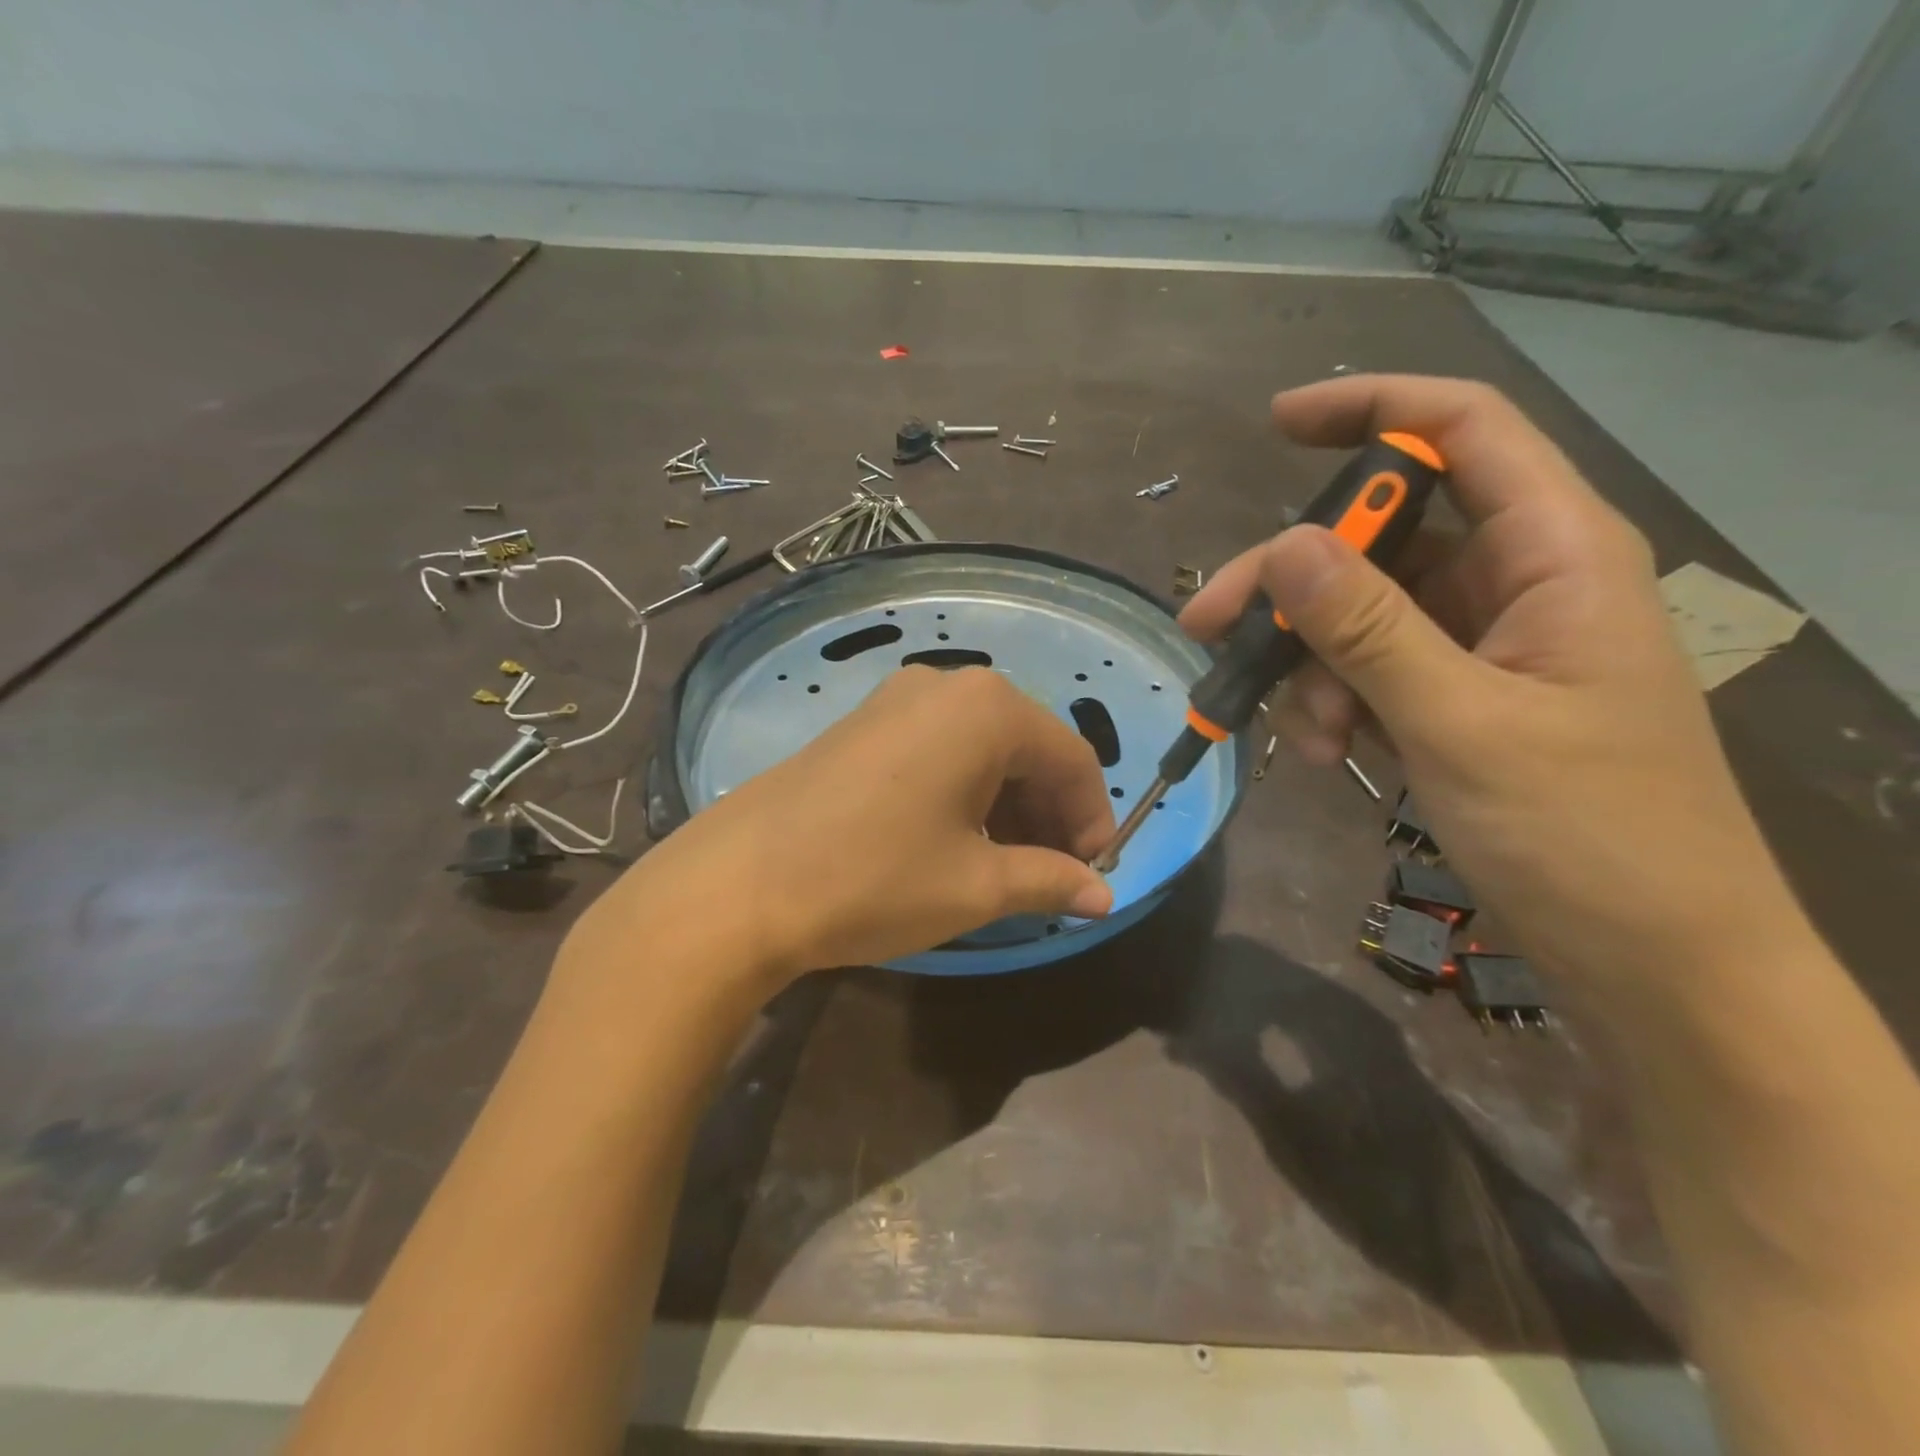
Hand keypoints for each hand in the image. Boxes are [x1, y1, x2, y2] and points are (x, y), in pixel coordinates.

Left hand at [582, 666, 1115, 989]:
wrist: (739, 884)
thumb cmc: (875, 878)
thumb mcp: (975, 886)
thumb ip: (1051, 880)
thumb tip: (1104, 894)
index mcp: (989, 709)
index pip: (1072, 759)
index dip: (1092, 819)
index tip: (1092, 873)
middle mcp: (947, 685)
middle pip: (1028, 747)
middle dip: (1049, 812)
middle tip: (1051, 875)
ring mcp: (897, 698)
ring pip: (982, 748)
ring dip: (1008, 804)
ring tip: (1005, 866)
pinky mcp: (863, 722)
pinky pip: (939, 748)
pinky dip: (965, 790)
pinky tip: (954, 839)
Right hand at [1182, 375, 1805, 1001]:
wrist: (1654, 962)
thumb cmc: (1588, 836)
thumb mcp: (1462, 725)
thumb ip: (1369, 631)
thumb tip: (1279, 548)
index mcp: (1556, 553)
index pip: (1464, 430)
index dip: (1372, 409)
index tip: (1277, 424)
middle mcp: (1519, 582)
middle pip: (1384, 537)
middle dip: (1293, 580)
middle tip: (1209, 623)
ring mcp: (1485, 646)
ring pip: (1364, 614)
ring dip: (1312, 664)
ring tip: (1304, 735)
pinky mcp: (1459, 700)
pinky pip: (1372, 672)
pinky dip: (1334, 702)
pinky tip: (1324, 752)